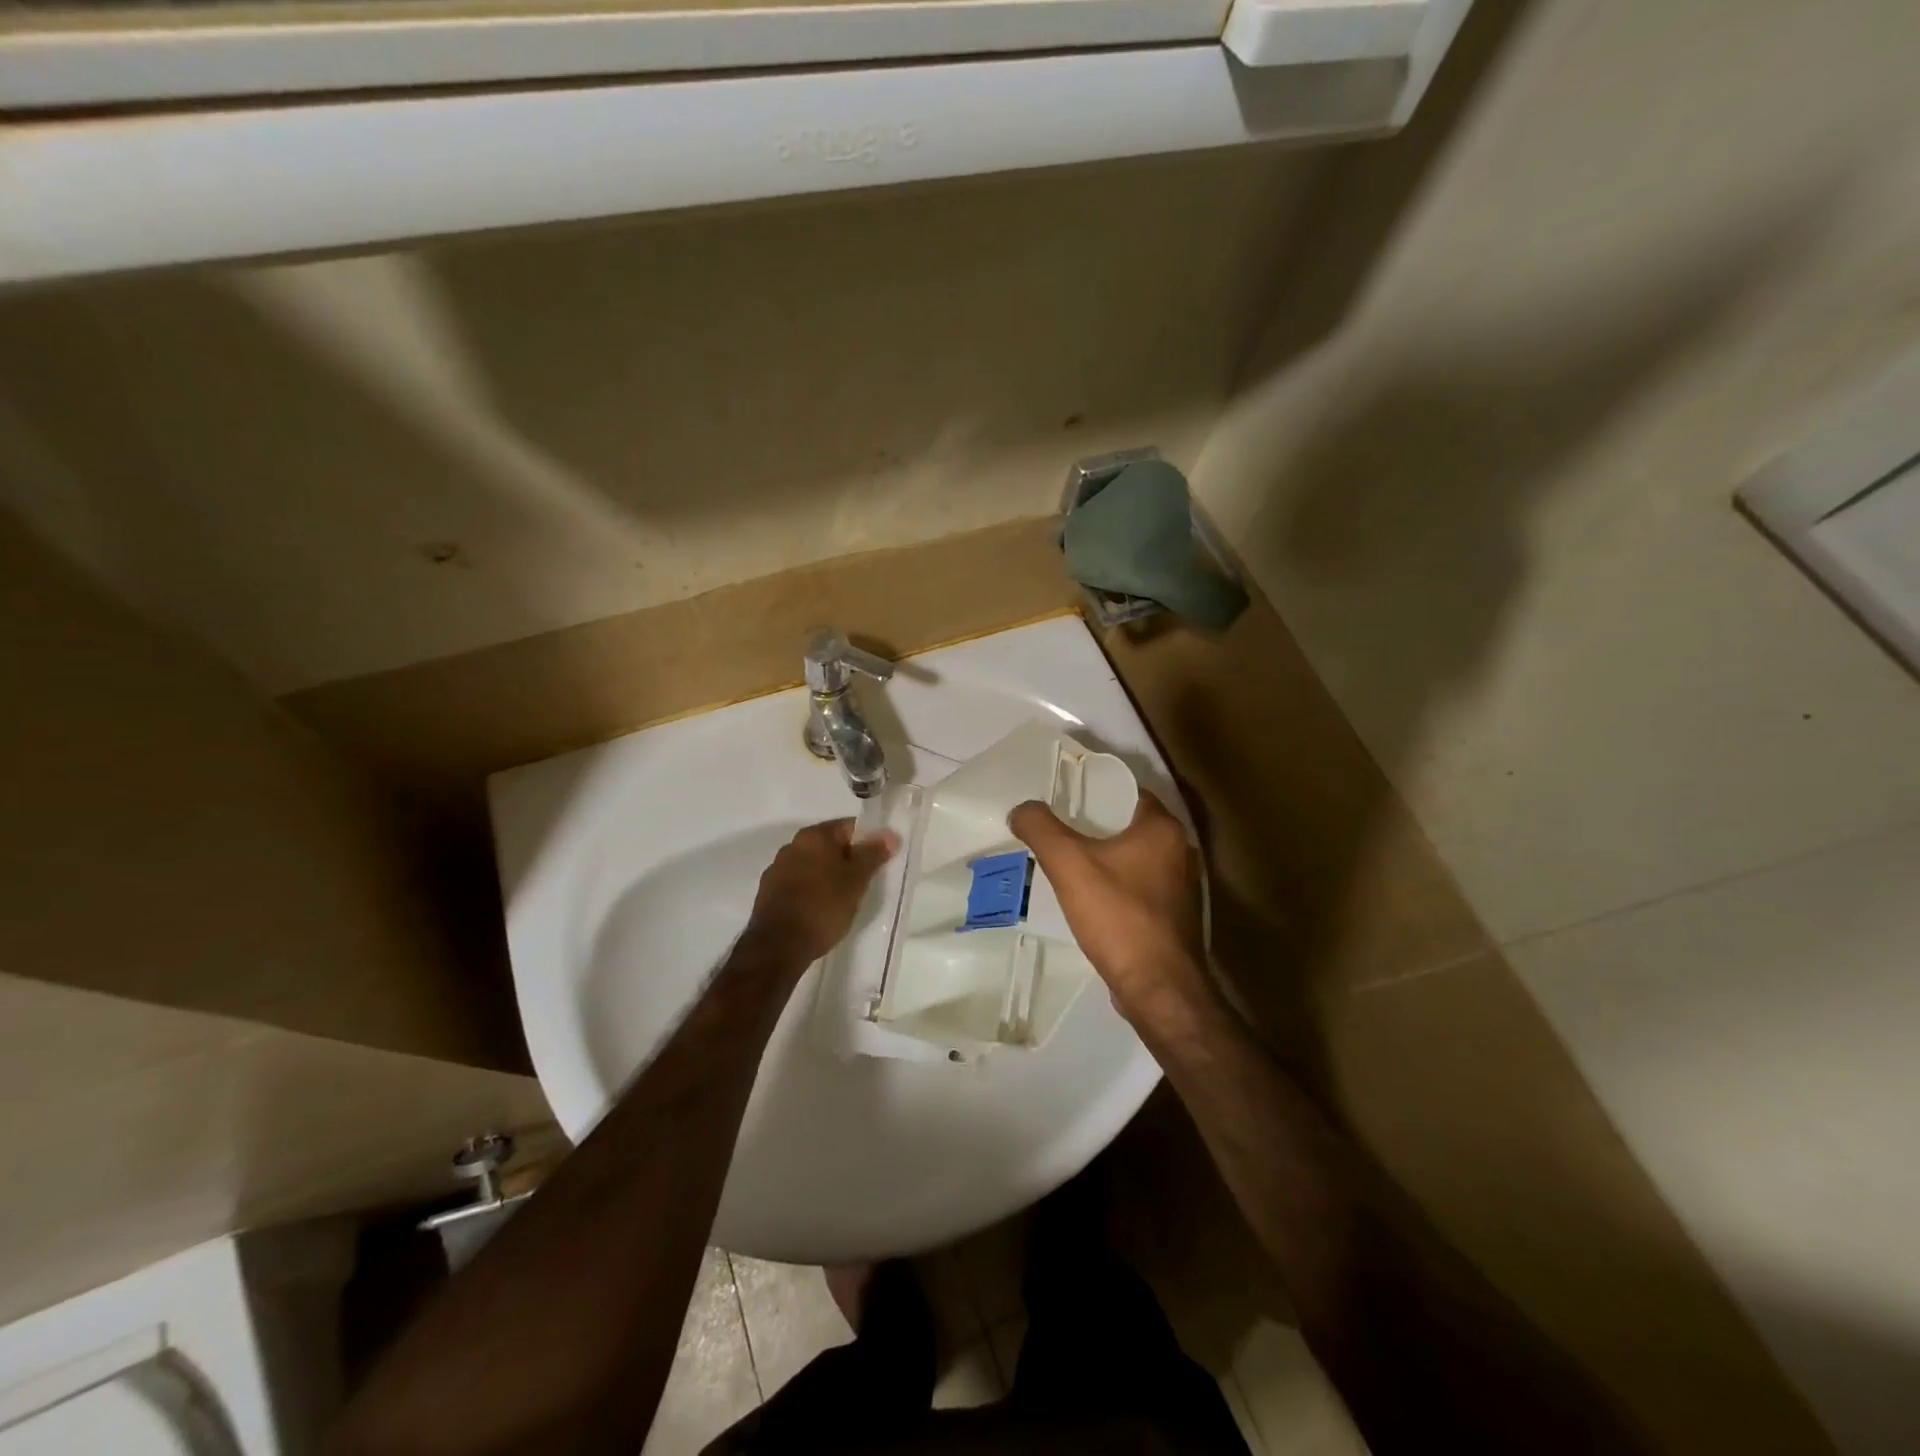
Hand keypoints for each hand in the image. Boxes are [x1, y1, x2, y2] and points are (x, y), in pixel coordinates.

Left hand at [745, 819, 899, 968]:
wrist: (778, 946)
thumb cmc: (823, 907)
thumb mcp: (856, 880)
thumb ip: (873, 854)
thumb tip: (890, 834)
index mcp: (814, 836)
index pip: (850, 827)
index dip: (869, 841)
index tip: (880, 861)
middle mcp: (792, 845)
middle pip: (830, 845)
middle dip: (849, 859)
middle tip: (865, 881)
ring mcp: (777, 869)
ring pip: (814, 865)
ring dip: (829, 875)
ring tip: (844, 898)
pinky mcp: (768, 892)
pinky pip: (799, 883)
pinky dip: (813, 890)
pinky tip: (821, 909)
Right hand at [1010, 789, 1209, 1024]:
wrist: (1158, 988)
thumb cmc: (1118, 916)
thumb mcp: (1069, 864)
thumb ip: (1041, 829)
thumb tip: (1021, 809)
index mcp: (1163, 829)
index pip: (1128, 792)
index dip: (1095, 790)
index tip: (1064, 797)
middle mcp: (1180, 851)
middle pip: (1130, 825)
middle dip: (1095, 825)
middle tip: (1058, 828)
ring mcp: (1181, 886)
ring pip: (1135, 858)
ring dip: (1106, 857)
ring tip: (1068, 862)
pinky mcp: (1174, 916)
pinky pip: (1140, 886)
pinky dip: (1117, 885)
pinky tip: (1090, 898)